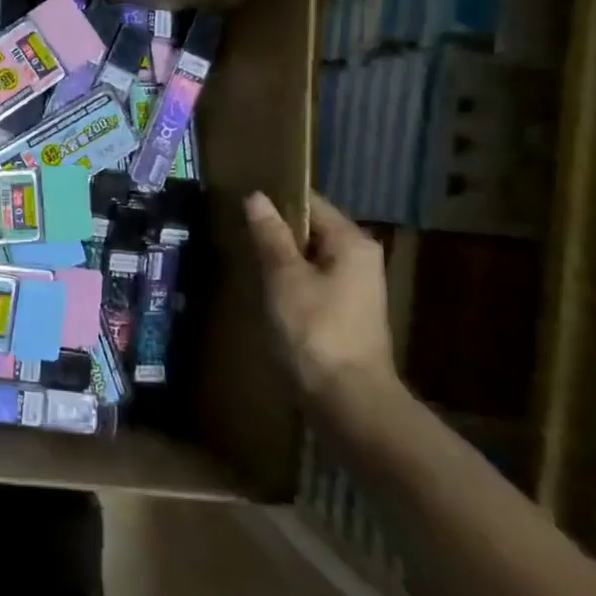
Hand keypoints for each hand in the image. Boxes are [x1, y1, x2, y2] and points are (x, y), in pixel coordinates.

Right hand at [244, 191, 396, 406]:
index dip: (276, 199)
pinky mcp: (344, 313)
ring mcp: (354, 288)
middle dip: (275, 230)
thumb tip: (256, 197)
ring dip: (279, 257)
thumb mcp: (284, 277)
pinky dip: (288, 280)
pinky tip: (263, 289)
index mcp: (352, 242)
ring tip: (242, 256)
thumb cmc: (315, 330)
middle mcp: (360, 258)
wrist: (347, 399)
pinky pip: (311, 281)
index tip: (240, 201)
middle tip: (235, 229)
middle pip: (312, 230)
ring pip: (309, 257)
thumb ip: (270, 236)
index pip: (311, 203)